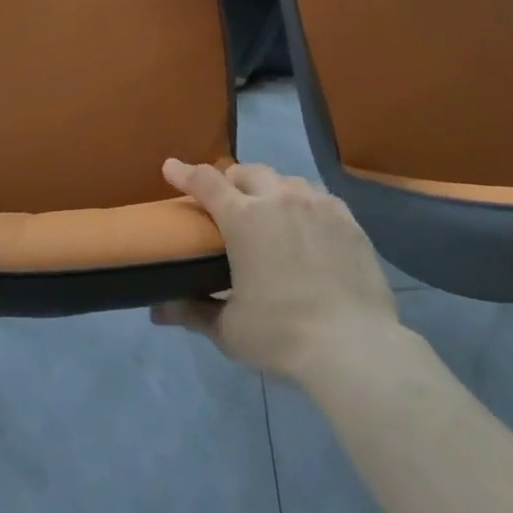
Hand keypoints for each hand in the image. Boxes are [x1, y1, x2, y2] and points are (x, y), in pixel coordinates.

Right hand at [153, 160, 397, 385]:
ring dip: (269, 189)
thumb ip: (192, 312)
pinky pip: (317, 197)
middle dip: (231, 180)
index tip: (171, 168)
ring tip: (269, 212)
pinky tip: (306, 225)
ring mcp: (317, 204)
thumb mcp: (229, 329)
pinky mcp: (347, 218)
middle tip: (227, 201)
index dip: (185, 173)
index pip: (206, 181)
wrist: (353, 345)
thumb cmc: (282, 335)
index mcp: (243, 218)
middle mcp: (278, 198)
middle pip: (247, 172)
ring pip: (285, 180)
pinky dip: (303, 203)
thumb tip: (158, 310)